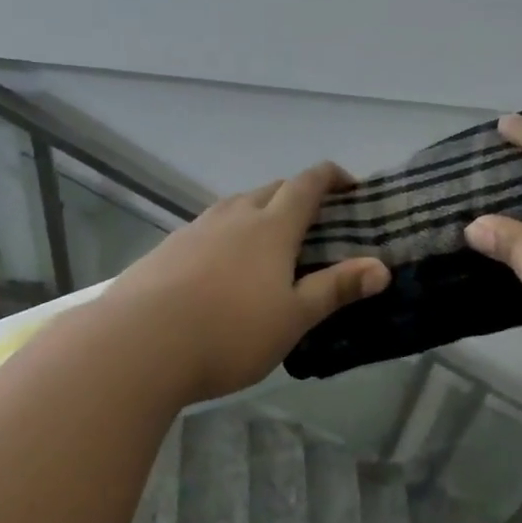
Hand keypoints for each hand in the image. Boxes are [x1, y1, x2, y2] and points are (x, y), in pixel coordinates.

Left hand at [105, 163, 390, 402]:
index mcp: (270, 227)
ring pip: (234, 207)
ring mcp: (193, 230)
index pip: (307, 184)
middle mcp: (232, 216)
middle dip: (295, 195)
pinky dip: (225, 236)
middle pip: (270, 189)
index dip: (331, 177)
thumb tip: (382, 268)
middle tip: (312, 221)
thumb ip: (336, 289)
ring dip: (257, 213)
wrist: (139, 344)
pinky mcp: (165, 250)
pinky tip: (219, 268)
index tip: (349, 185)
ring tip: (267, 243)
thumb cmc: (229, 333)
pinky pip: (206, 230)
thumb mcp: (292, 318)